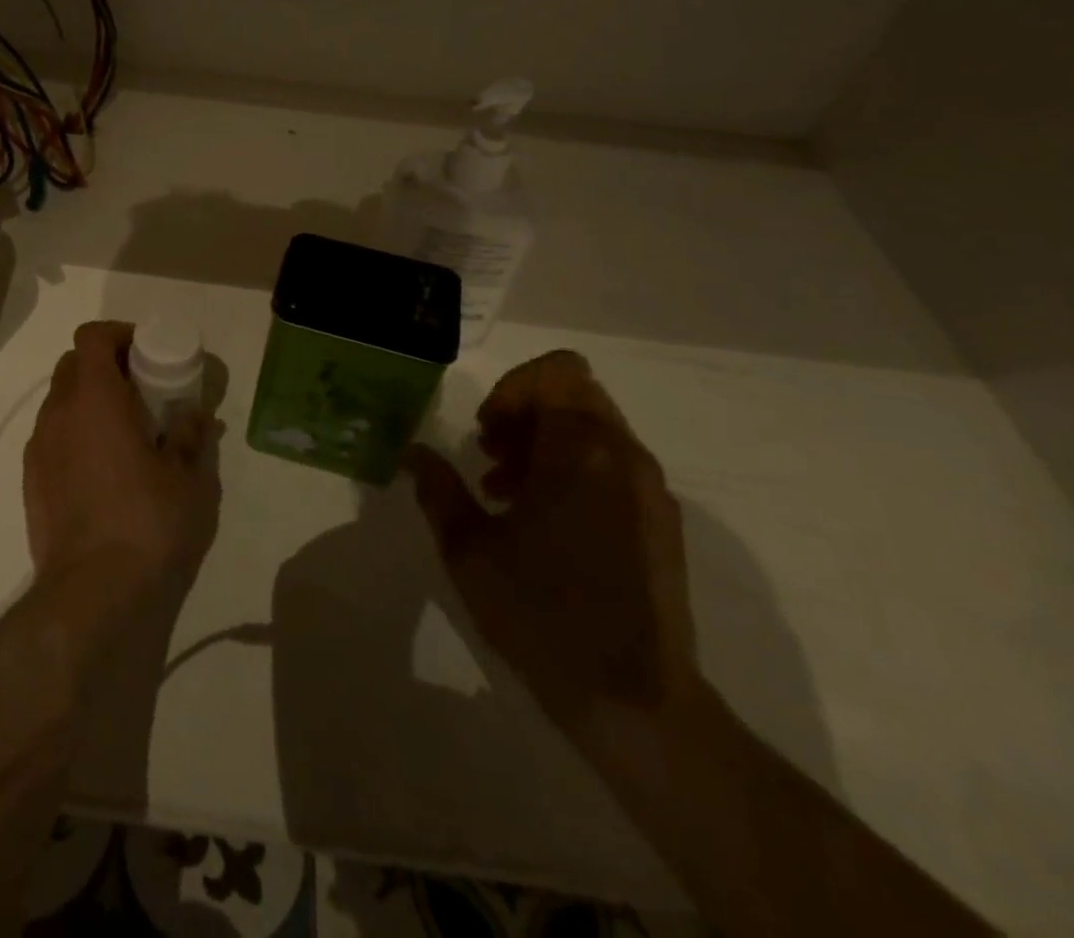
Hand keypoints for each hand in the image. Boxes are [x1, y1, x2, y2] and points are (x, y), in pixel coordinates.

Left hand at [23, 321, 219, 604]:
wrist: (93, 593)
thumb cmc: (147, 522)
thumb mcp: (187, 476)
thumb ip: (189, 435)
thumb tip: (193, 415)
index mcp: (94, 398)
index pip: (91, 337)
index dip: (118, 335)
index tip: (146, 354)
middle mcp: (57, 414)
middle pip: (73, 365)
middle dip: (106, 367)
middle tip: (141, 392)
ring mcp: (38, 449)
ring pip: (60, 403)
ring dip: (90, 403)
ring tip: (125, 435)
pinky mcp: (30, 482)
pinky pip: (52, 438)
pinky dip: (75, 435)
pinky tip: (103, 471)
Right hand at [406, 350, 698, 735]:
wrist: (635, 702)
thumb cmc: (542, 613)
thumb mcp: (469, 549)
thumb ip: (438, 489)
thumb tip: (412, 453)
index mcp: (582, 452)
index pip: (558, 372)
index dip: (512, 388)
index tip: (486, 432)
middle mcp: (625, 458)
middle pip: (575, 396)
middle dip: (524, 415)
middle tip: (488, 457)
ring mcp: (650, 491)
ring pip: (593, 430)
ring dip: (545, 444)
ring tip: (506, 493)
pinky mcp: (661, 523)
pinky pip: (612, 466)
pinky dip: (572, 471)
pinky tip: (542, 524)